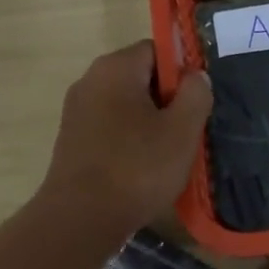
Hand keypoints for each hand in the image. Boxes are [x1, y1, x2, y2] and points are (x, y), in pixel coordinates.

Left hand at [41, 40, 211, 234]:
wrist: (81, 218)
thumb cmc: (137, 168)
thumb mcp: (182, 130)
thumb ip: (196, 94)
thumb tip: (195, 76)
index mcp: (115, 68)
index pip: (157, 49)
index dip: (182, 72)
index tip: (196, 103)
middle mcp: (90, 80)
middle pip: (140, 77)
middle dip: (167, 100)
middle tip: (187, 132)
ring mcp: (76, 112)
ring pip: (125, 105)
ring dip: (149, 123)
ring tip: (168, 154)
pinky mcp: (72, 140)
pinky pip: (110, 128)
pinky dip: (129, 141)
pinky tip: (142, 169)